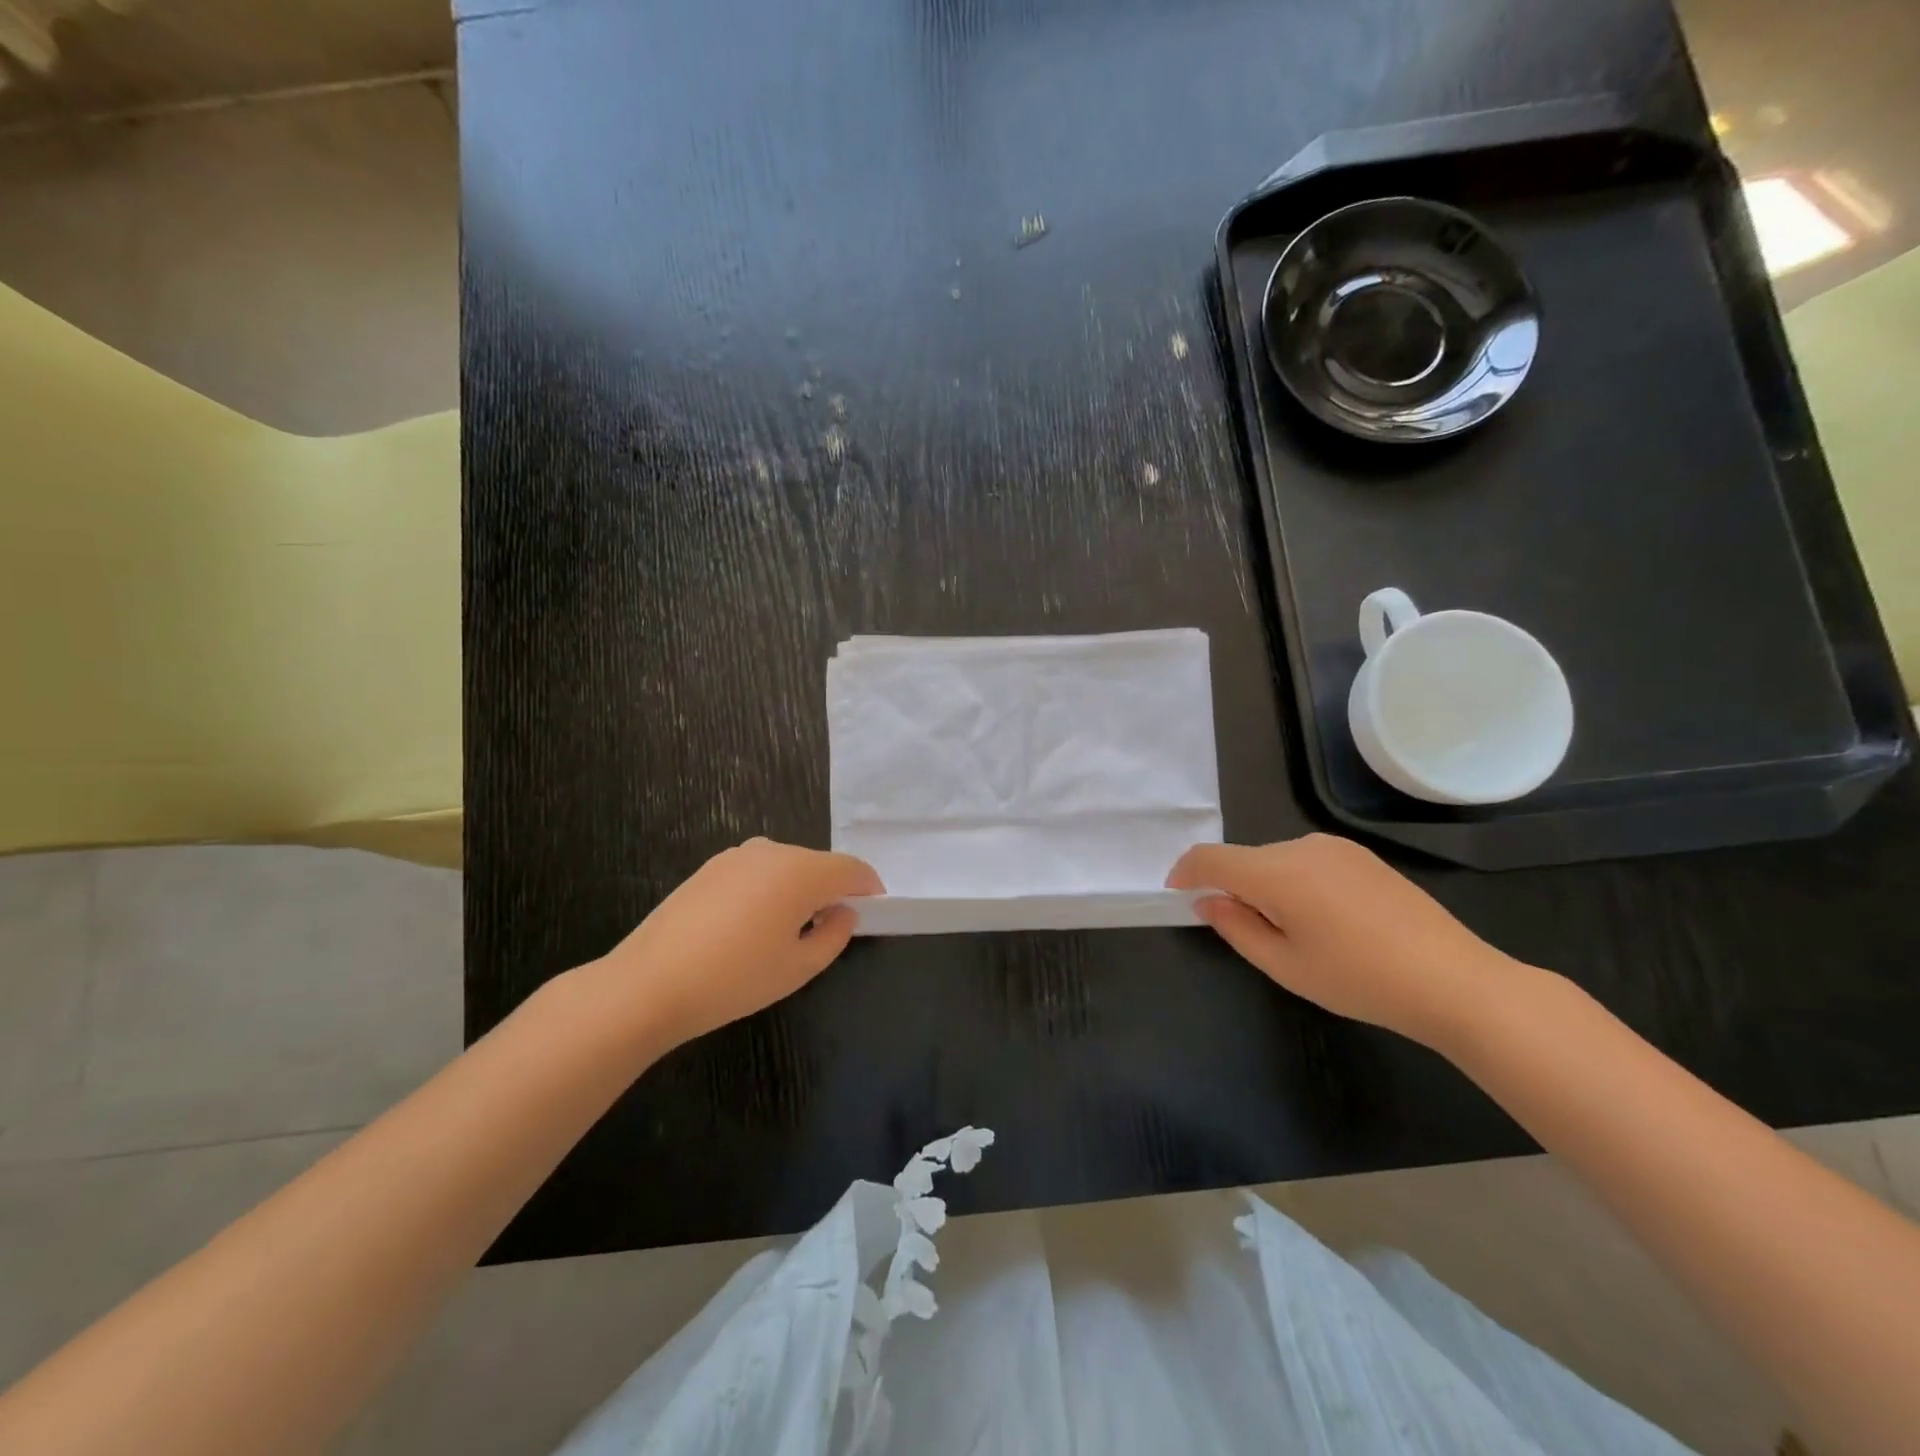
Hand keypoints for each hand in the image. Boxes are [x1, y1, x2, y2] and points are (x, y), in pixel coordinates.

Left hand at [591, 838, 882, 1047]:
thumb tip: (843, 912)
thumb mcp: (799, 967)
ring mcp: (737, 856)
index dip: (869, 888)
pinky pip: (757, 872)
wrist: (649, 984)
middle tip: (831, 930)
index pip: (852, 869)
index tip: (875, 912)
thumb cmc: (735, 978)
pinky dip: (769, 890)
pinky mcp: (710, 868)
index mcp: (801, 871)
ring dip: (799, 890)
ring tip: (788, 933)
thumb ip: (835, 935)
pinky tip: (751, 928)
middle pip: (818, 864)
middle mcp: (772, 851)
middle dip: (833, 890)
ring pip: (786, 867)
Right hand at [1167, 834, 1533, 1047]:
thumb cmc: (1359, 979)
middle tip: (1245, 934)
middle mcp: (1301, 846)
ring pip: (1277, 861)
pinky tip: (1326, 923)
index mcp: (1276, 871)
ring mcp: (1336, 848)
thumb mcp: (1285, 966)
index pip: (1210, 857)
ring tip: (1294, 935)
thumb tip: (1207, 901)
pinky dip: (1295, 884)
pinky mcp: (1363, 857)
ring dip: (1265, 887)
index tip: (1177, 897)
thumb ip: (1235, 927)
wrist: (1454, 981)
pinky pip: (1308, 862)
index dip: (1185, 873)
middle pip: (1245, 859)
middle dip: (1231, 888)